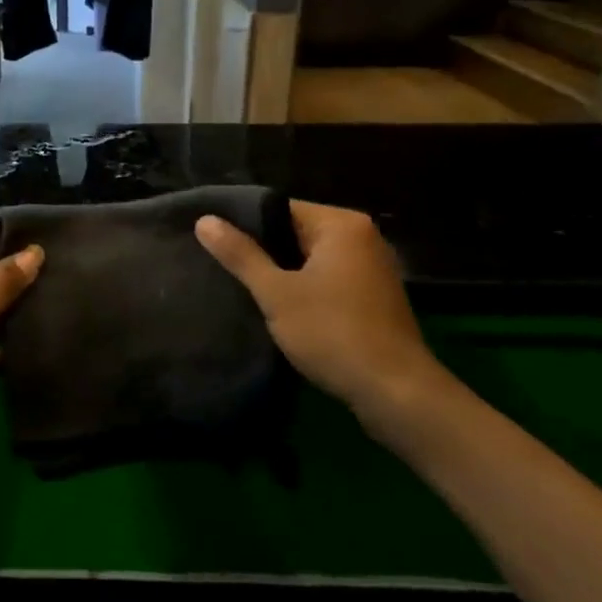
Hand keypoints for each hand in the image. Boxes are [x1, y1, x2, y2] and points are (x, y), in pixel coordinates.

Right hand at [195, 201, 452, 432]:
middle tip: (223, 267)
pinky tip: (280, 308)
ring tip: (244, 287)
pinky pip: (328, 279)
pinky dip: (305, 288)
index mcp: (341, 224)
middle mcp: (362, 237)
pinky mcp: (374, 296)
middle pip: (296, 232)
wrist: (396, 393)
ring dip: (283, 273)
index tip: (215, 243)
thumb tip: (204, 220)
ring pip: (311, 258)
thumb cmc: (333, 333)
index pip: (280, 208)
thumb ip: (240, 255)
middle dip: (263, 250)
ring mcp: (372, 267)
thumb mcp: (276, 293)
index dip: (244, 224)